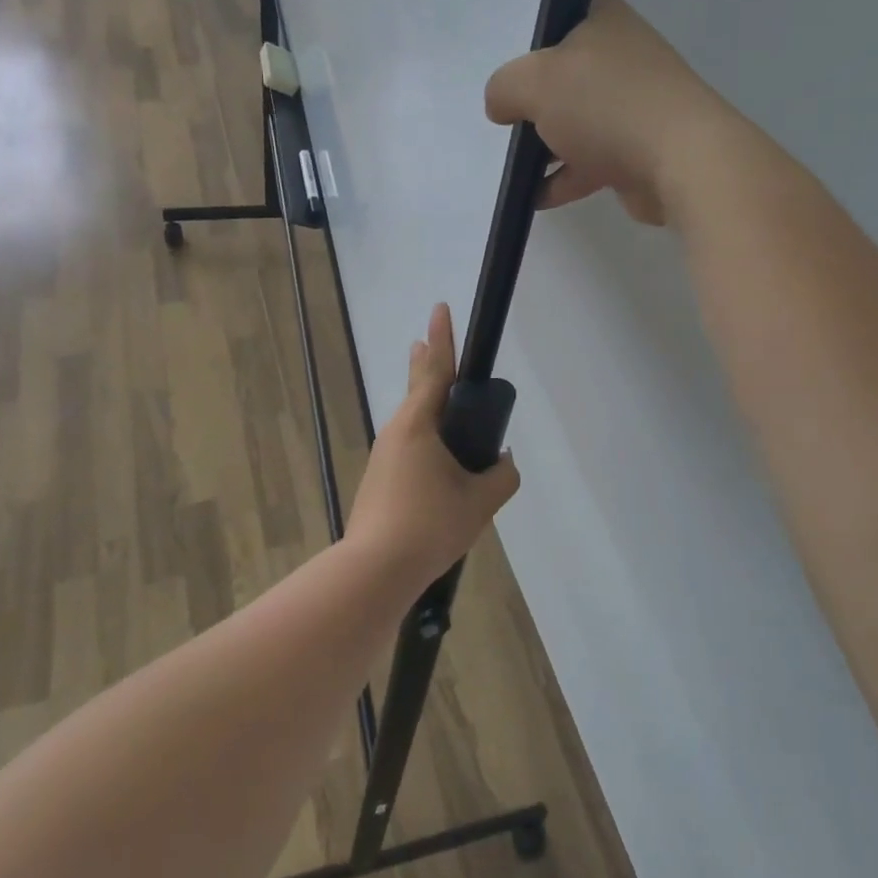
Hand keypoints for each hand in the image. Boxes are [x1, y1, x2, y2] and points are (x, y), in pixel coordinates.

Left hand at [346, 303, 521, 587]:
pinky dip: (425, 439)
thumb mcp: (480, 502)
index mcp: (419, 425)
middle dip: (425, 364)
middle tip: (425, 343)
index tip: (440, 309)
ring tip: (443, 403)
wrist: (375, 569)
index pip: (435, 371)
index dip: (442, 338)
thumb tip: (502, 462)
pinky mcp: (379, 479)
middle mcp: (396, 432)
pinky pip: (407, 447)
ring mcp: (383, 456)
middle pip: (416, 389)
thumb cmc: (430, 525)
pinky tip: (437, 462)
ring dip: (427, 406)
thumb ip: (502, 476)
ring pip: (411, 421)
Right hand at [484, 0, 738, 225]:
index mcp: (606, 22)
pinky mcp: (642, 150)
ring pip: (579, 123)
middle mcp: (625, 57)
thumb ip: (504, 88)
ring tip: (518, 169)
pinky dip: (565, 178)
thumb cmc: (604, 105)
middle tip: (512, 126)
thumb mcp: (533, 82)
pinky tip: (535, 198)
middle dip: (537, 107)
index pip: (558, 25)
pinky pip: (592, 161)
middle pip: (565, 80)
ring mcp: (637, 105)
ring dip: (548, 147)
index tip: (513, 84)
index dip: (529, 54)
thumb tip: (502, 107)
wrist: (680, 160)